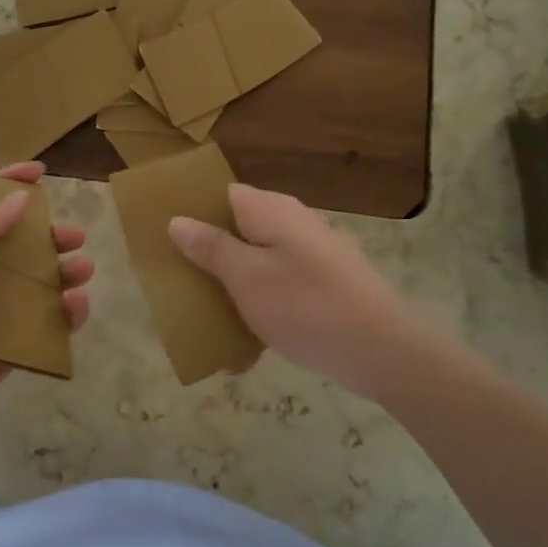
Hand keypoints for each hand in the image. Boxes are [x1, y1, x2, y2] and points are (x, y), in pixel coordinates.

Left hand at [0, 163, 92, 424]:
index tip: (40, 171)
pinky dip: (67, 313)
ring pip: (43, 283)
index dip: (12, 182)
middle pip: (25, 246)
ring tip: (83, 270)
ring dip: (68, 273)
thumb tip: (19, 197)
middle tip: (75, 237)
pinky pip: (49, 321)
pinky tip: (75, 304)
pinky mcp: (16, 341)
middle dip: (53, 237)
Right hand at [168, 183, 450, 402]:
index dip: (192, 212)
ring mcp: (312, 254)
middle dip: (208, 255)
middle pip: (238, 229)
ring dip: (232, 287)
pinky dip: (261, 308)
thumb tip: (178, 220)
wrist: (382, 351)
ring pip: (257, 261)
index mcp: (270, 211)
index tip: (165, 238)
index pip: (221, 194)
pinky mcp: (325, 284)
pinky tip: (246, 348)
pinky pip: (280, 288)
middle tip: (180, 281)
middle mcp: (293, 223)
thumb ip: (210, 247)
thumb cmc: (305, 306)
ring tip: (207, 317)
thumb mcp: (246, 277)